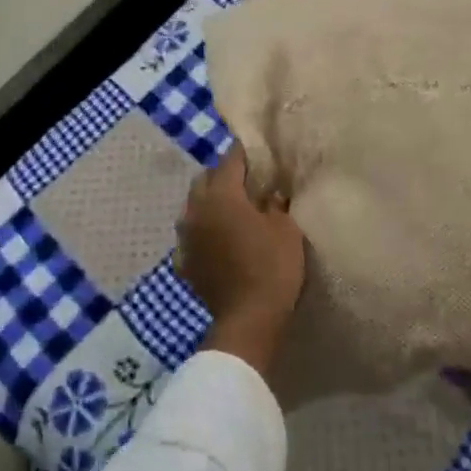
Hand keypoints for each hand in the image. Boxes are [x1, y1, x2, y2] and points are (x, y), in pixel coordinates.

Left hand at [176, 141, 305, 380]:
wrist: (248, 319)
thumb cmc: (272, 266)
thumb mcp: (286, 228)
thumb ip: (276, 203)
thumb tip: (271, 192)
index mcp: (222, 194)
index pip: (231, 160)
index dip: (246, 153)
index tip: (259, 152)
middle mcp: (196, 209)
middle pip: (206, 179)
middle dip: (223, 175)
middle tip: (247, 182)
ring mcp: (186, 237)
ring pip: (194, 206)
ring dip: (210, 203)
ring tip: (232, 210)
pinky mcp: (184, 261)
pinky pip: (192, 235)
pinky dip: (203, 231)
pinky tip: (217, 240)